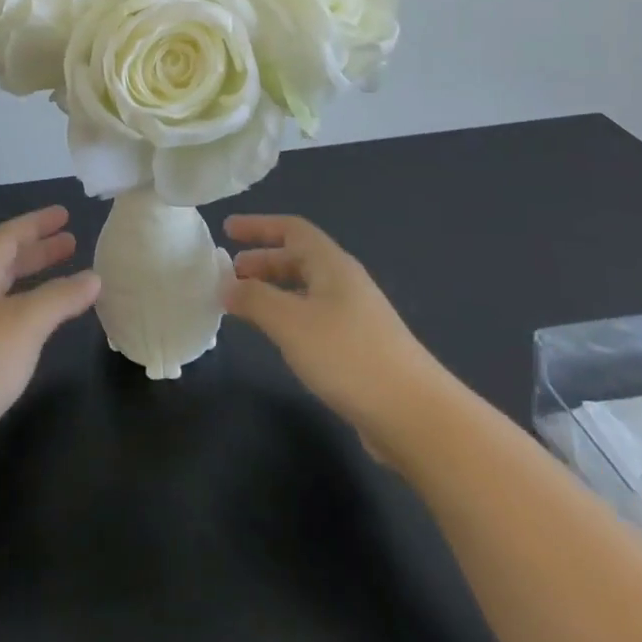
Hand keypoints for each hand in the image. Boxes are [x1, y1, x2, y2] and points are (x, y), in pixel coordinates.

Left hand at [0, 205, 101, 479]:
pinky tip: (44, 329)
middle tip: (71, 243)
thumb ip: (60, 297)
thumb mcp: (24, 322)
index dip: (36, 223)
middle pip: (7, 263)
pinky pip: (8, 323)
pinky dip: (31, 314)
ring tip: (68, 282)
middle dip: (39, 250)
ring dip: (36, 281)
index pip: (8, 237)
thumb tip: (94, 277)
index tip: (64, 215)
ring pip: (8, 293)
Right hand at [222, 215, 446, 459]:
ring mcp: (356, 316)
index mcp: (332, 265)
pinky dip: (288, 316)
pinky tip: (278, 338)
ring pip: (306, 290)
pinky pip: (314, 317)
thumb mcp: (290, 322)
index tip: (227, 230)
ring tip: (245, 305)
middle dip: (262, 261)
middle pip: (299, 258)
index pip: (292, 229)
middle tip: (230, 274)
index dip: (258, 226)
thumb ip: (253, 298)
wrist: (415, 416)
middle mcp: (345, 283)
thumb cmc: (348, 356)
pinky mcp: (359, 348)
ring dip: (273, 290)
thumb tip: (225, 284)